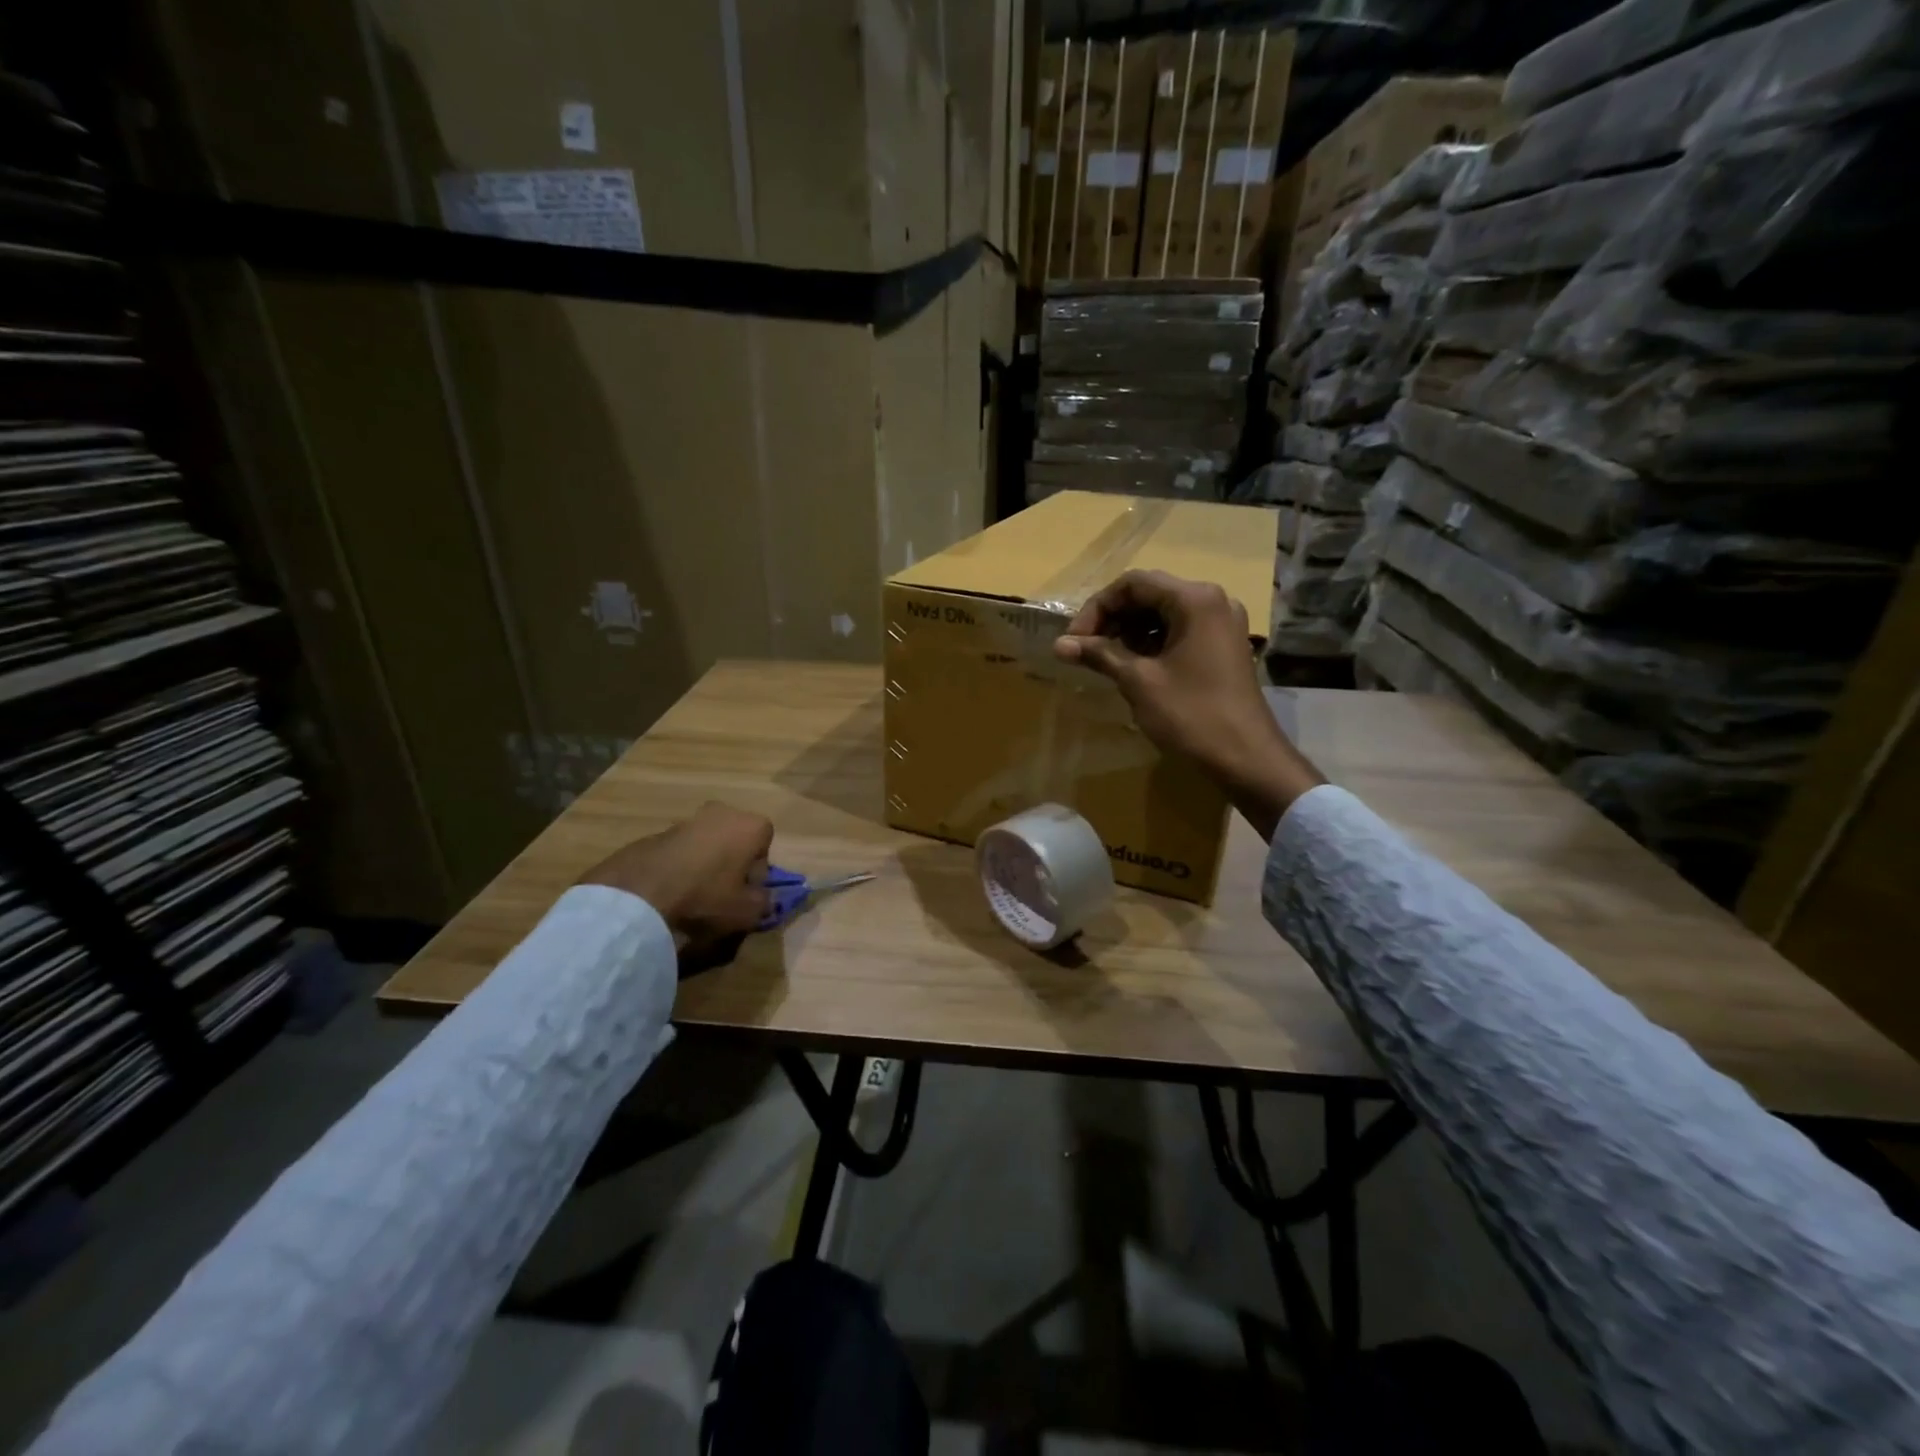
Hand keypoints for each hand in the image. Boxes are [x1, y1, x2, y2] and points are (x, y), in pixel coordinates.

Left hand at [580, 802, 773, 954]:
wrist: (638, 898)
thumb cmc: (706, 898)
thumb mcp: (748, 911)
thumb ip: (765, 902)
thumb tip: (764, 897)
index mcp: (750, 825)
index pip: (766, 845)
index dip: (758, 872)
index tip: (745, 892)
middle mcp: (720, 812)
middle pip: (735, 839)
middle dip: (731, 862)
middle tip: (721, 893)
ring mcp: (684, 820)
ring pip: (705, 843)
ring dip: (704, 864)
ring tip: (692, 896)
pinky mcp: (654, 833)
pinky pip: (678, 851)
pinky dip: (678, 867)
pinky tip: (669, 893)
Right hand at [1053, 570, 1322, 838]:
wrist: (1246, 758)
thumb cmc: (1190, 715)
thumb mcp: (1139, 681)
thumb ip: (1099, 655)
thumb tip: (1059, 644)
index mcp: (1194, 599)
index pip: (1132, 584)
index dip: (1096, 608)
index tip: (1074, 640)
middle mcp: (1212, 601)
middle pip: (1149, 594)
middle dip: (1112, 619)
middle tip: (1084, 650)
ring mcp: (1221, 624)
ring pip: (1163, 614)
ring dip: (1129, 632)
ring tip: (1104, 661)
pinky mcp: (1223, 646)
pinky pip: (1179, 631)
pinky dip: (1151, 643)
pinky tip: (1132, 667)